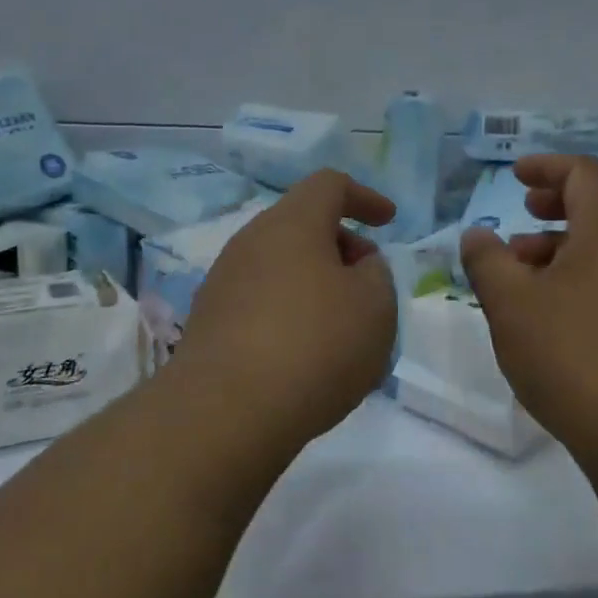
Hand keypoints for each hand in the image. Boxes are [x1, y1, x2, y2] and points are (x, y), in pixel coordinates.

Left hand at [175, 170, 397, 447]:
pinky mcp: (209, 322)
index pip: (329, 184)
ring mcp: (223, 281)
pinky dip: (290, 312)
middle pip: (302, 225)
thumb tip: (355, 265)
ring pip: (280, 265)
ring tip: (342, 328)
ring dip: (315, 284)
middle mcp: (250, 242)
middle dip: (341, 247)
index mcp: (291, 224)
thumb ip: (376, 274)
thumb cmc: (314, 346)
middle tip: (369, 285)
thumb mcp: (375, 306)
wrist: (226, 412)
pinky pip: (261, 300)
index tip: (388, 221)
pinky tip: (305, 355)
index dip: (364, 197)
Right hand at [458, 155, 597, 463]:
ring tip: (521, 268)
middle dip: (556, 203)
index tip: (514, 176)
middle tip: (522, 212)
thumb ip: (487, 261)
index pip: (583, 173)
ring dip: (562, 244)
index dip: (547, 166)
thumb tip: (477, 234)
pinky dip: (578, 276)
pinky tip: (548, 311)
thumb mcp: (511, 303)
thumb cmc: (572, 353)